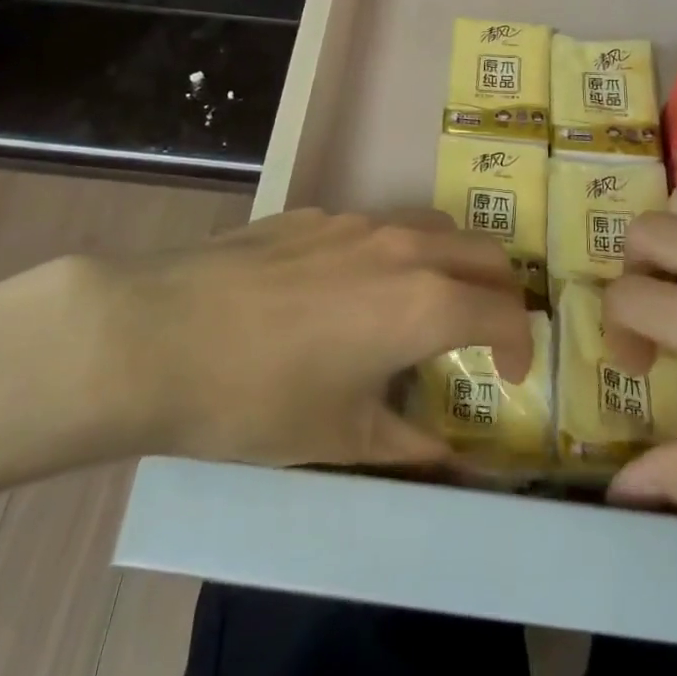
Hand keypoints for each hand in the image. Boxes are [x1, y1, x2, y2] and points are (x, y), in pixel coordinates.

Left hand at [42, 209, 529, 469]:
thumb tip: (452, 461)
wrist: (154, 334)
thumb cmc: (256, 399)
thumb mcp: (341, 438)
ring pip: (432, 225)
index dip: (521, 347)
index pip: (506, 312)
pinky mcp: (312, 214)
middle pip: (484, 252)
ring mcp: (355, 221)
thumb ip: (410, 446)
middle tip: (484, 335)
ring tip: (423, 304)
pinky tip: (345, 291)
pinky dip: (391, 252)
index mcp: (423, 303)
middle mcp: (402, 247)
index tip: (510, 377)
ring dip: (450, 261)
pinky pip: (374, 224)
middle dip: (500, 293)